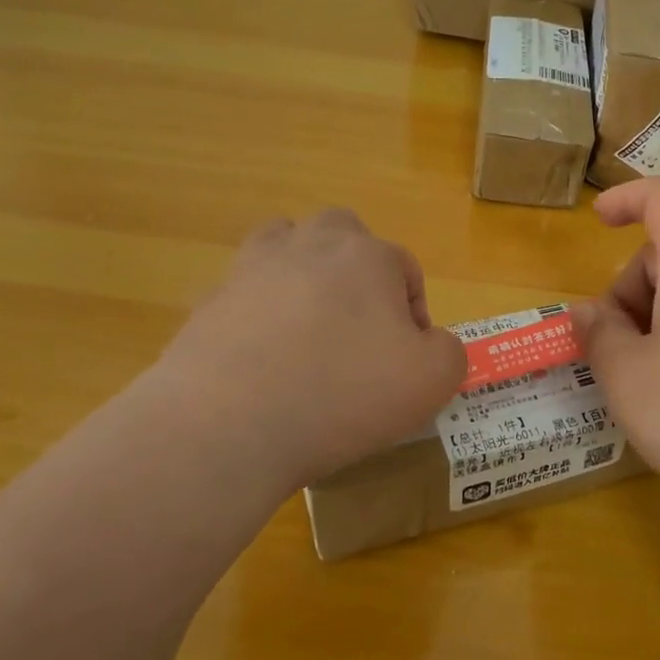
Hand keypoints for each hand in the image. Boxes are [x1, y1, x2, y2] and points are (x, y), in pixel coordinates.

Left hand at [155, 208, 466, 485]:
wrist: (229, 424)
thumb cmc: (343, 395)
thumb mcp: (430, 381)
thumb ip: (448, 352)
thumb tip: (429, 342)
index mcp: (367, 255)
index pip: (405, 268)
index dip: (414, 313)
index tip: (405, 360)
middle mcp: (310, 245)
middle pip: (343, 235)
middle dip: (358, 270)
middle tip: (359, 327)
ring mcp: (253, 268)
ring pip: (286, 244)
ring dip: (304, 270)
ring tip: (309, 324)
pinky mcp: (211, 301)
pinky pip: (245, 292)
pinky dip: (259, 311)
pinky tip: (262, 357)